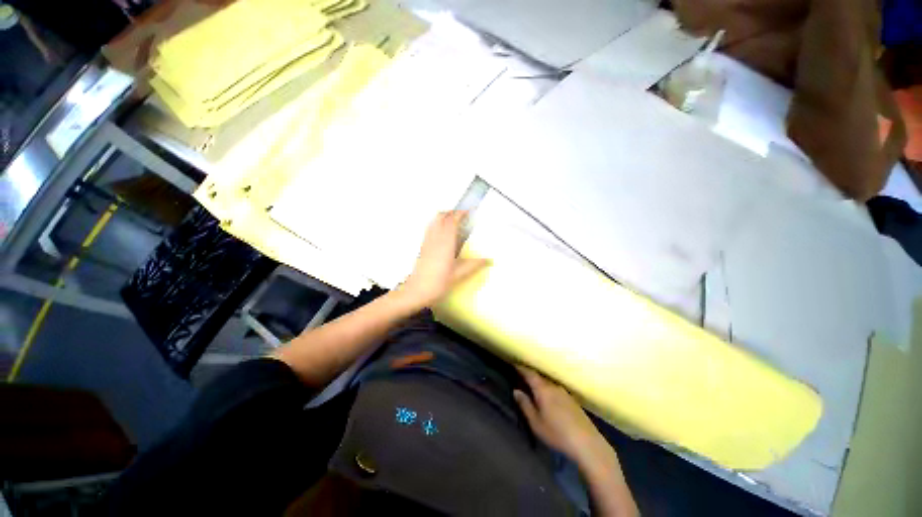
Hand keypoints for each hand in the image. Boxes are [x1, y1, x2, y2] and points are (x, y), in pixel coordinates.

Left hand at [400, 211, 486, 307]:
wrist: (416, 291)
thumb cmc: (438, 283)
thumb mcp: (459, 275)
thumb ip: (474, 265)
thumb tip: (489, 260)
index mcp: (446, 243)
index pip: (452, 221)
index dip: (460, 213)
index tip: (468, 211)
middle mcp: (435, 239)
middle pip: (441, 217)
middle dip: (452, 212)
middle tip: (462, 215)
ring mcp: (427, 241)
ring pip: (434, 221)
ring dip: (443, 216)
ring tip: (453, 221)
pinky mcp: (423, 247)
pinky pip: (430, 229)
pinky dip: (437, 224)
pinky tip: (442, 232)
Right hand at [514, 366, 609, 463]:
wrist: (587, 443)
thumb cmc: (557, 433)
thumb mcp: (536, 422)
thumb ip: (525, 405)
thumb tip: (516, 391)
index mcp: (543, 389)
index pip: (530, 374)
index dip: (521, 368)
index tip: (513, 364)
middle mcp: (554, 386)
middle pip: (539, 377)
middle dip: (529, 375)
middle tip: (520, 375)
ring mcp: (564, 393)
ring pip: (548, 383)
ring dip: (539, 382)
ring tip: (532, 386)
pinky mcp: (572, 400)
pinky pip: (555, 389)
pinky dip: (548, 389)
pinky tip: (548, 397)